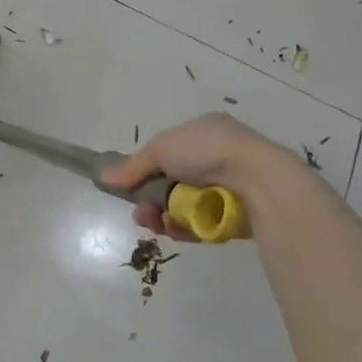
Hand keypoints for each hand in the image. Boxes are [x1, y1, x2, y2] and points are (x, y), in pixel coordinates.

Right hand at [100, 112, 295, 239]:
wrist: (258, 179)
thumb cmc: (207, 151)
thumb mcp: (160, 149)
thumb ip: (132, 166)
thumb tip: (103, 177)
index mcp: (203, 132)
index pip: (167, 153)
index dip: (146, 171)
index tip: (131, 188)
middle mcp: (216, 157)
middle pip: (172, 183)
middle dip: (151, 200)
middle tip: (142, 213)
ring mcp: (228, 187)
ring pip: (185, 206)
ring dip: (164, 216)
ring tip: (156, 223)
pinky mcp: (236, 215)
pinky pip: (202, 223)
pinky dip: (185, 227)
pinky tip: (175, 229)